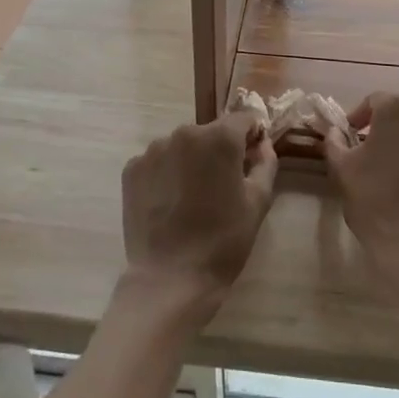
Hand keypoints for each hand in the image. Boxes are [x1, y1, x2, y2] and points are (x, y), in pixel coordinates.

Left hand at [120, 114, 277, 322]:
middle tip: (222, 186)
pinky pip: (158, 162)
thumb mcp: (258, 201)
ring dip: (191, 161)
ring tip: (193, 198)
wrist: (171, 278)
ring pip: (182, 146)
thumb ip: (266, 162)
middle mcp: (184, 133)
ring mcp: (154, 149)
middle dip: (219, 150)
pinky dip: (166, 174)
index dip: (251, 136)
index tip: (251, 159)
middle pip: (210, 132)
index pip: (243, 119)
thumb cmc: (224, 240)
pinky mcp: (132, 169)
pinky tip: (170, 203)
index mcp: (219, 137)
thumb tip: (261, 142)